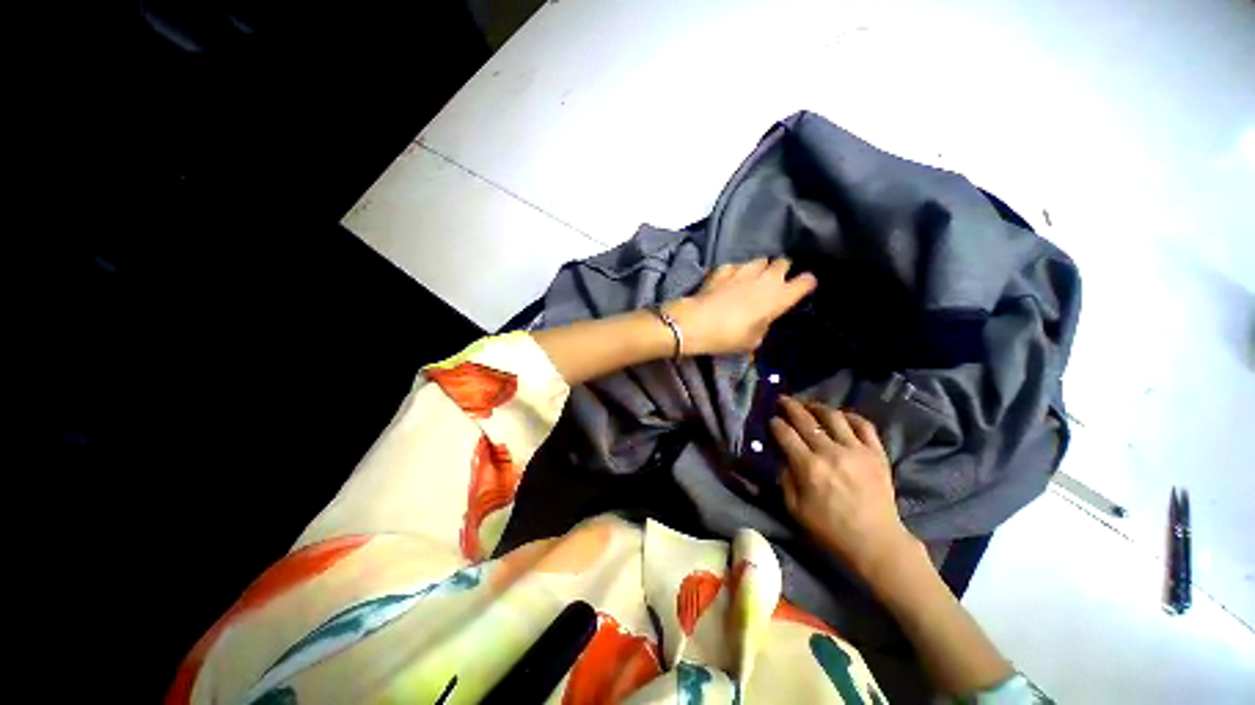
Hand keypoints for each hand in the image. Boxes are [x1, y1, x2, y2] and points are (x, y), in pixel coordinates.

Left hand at [665, 258, 816, 355]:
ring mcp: (744, 269)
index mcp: (779, 297)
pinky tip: (728, 281)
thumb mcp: (753, 340)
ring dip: (759, 268)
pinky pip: (736, 266)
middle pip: (783, 263)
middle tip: (773, 283)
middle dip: (781, 270)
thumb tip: (761, 318)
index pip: (805, 282)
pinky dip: (735, 272)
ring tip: (751, 279)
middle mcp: (766, 278)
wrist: (697, 322)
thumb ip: (764, 325)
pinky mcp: (724, 268)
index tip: (802, 288)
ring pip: (760, 260)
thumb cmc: (729, 336)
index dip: (806, 284)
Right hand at [770, 396, 918, 579]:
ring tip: (809, 405)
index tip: (771, 420)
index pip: (785, 434)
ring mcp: (856, 450)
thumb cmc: (830, 529)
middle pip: (805, 419)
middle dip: (790, 406)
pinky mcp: (876, 453)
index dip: (775, 423)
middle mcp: (830, 452)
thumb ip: (785, 478)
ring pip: (833, 416)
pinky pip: (864, 425)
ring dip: (817, 407)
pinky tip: (841, 416)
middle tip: (783, 400)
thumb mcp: (795, 508)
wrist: (875, 542)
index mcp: (808, 466)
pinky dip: (851, 416)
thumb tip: (782, 457)